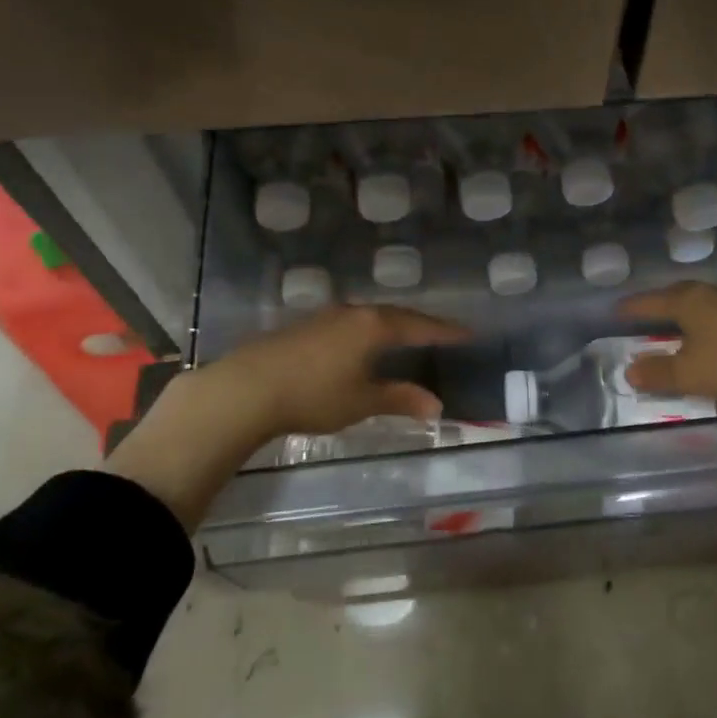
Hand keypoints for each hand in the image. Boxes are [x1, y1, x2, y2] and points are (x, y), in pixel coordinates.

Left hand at [108, 304, 467, 528]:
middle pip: (396, 314)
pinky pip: (350, 322)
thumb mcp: (362, 401)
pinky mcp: (305, 326)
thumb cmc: (313, 394)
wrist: (247, 388)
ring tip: (407, 335)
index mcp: (374, 325)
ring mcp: (326, 316)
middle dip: (420, 324)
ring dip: (392, 325)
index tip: (468, 333)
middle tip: (441, 333)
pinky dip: (368, 331)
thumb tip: (437, 405)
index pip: (419, 325)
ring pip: (370, 316)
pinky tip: (364, 343)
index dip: (445, 331)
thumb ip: (401, 399)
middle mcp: (353, 312)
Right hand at [618, 282, 716, 505]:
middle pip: (678, 296)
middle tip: (646, 317)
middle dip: (661, 307)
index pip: (651, 301)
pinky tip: (715, 339)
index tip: (617, 312)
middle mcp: (712, 293)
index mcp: (687, 300)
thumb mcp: (689, 373)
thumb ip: (658, 373)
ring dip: (688, 316)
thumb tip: (630, 370)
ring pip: (704, 304)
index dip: (632, 308)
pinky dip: (711, 325)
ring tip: (679, 329)